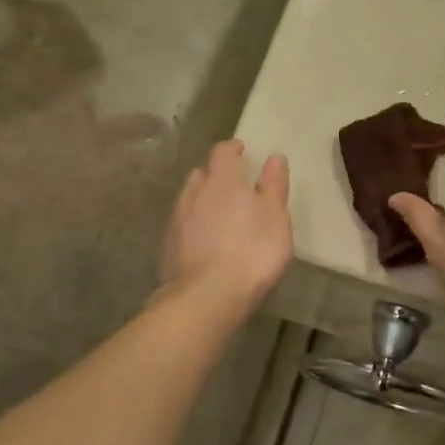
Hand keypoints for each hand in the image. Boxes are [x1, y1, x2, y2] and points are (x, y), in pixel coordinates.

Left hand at [160, 140, 291, 314]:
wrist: (207, 296)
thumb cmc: (252, 251)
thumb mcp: (276, 217)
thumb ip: (274, 185)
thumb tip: (274, 157)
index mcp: (223, 180)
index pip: (222, 152)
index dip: (232, 148)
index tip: (241, 150)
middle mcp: (195, 193)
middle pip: (201, 173)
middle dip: (215, 175)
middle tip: (232, 185)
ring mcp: (177, 220)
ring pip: (189, 198)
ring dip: (202, 199)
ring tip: (218, 213)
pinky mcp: (168, 246)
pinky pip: (181, 224)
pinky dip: (193, 224)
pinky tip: (204, 240)